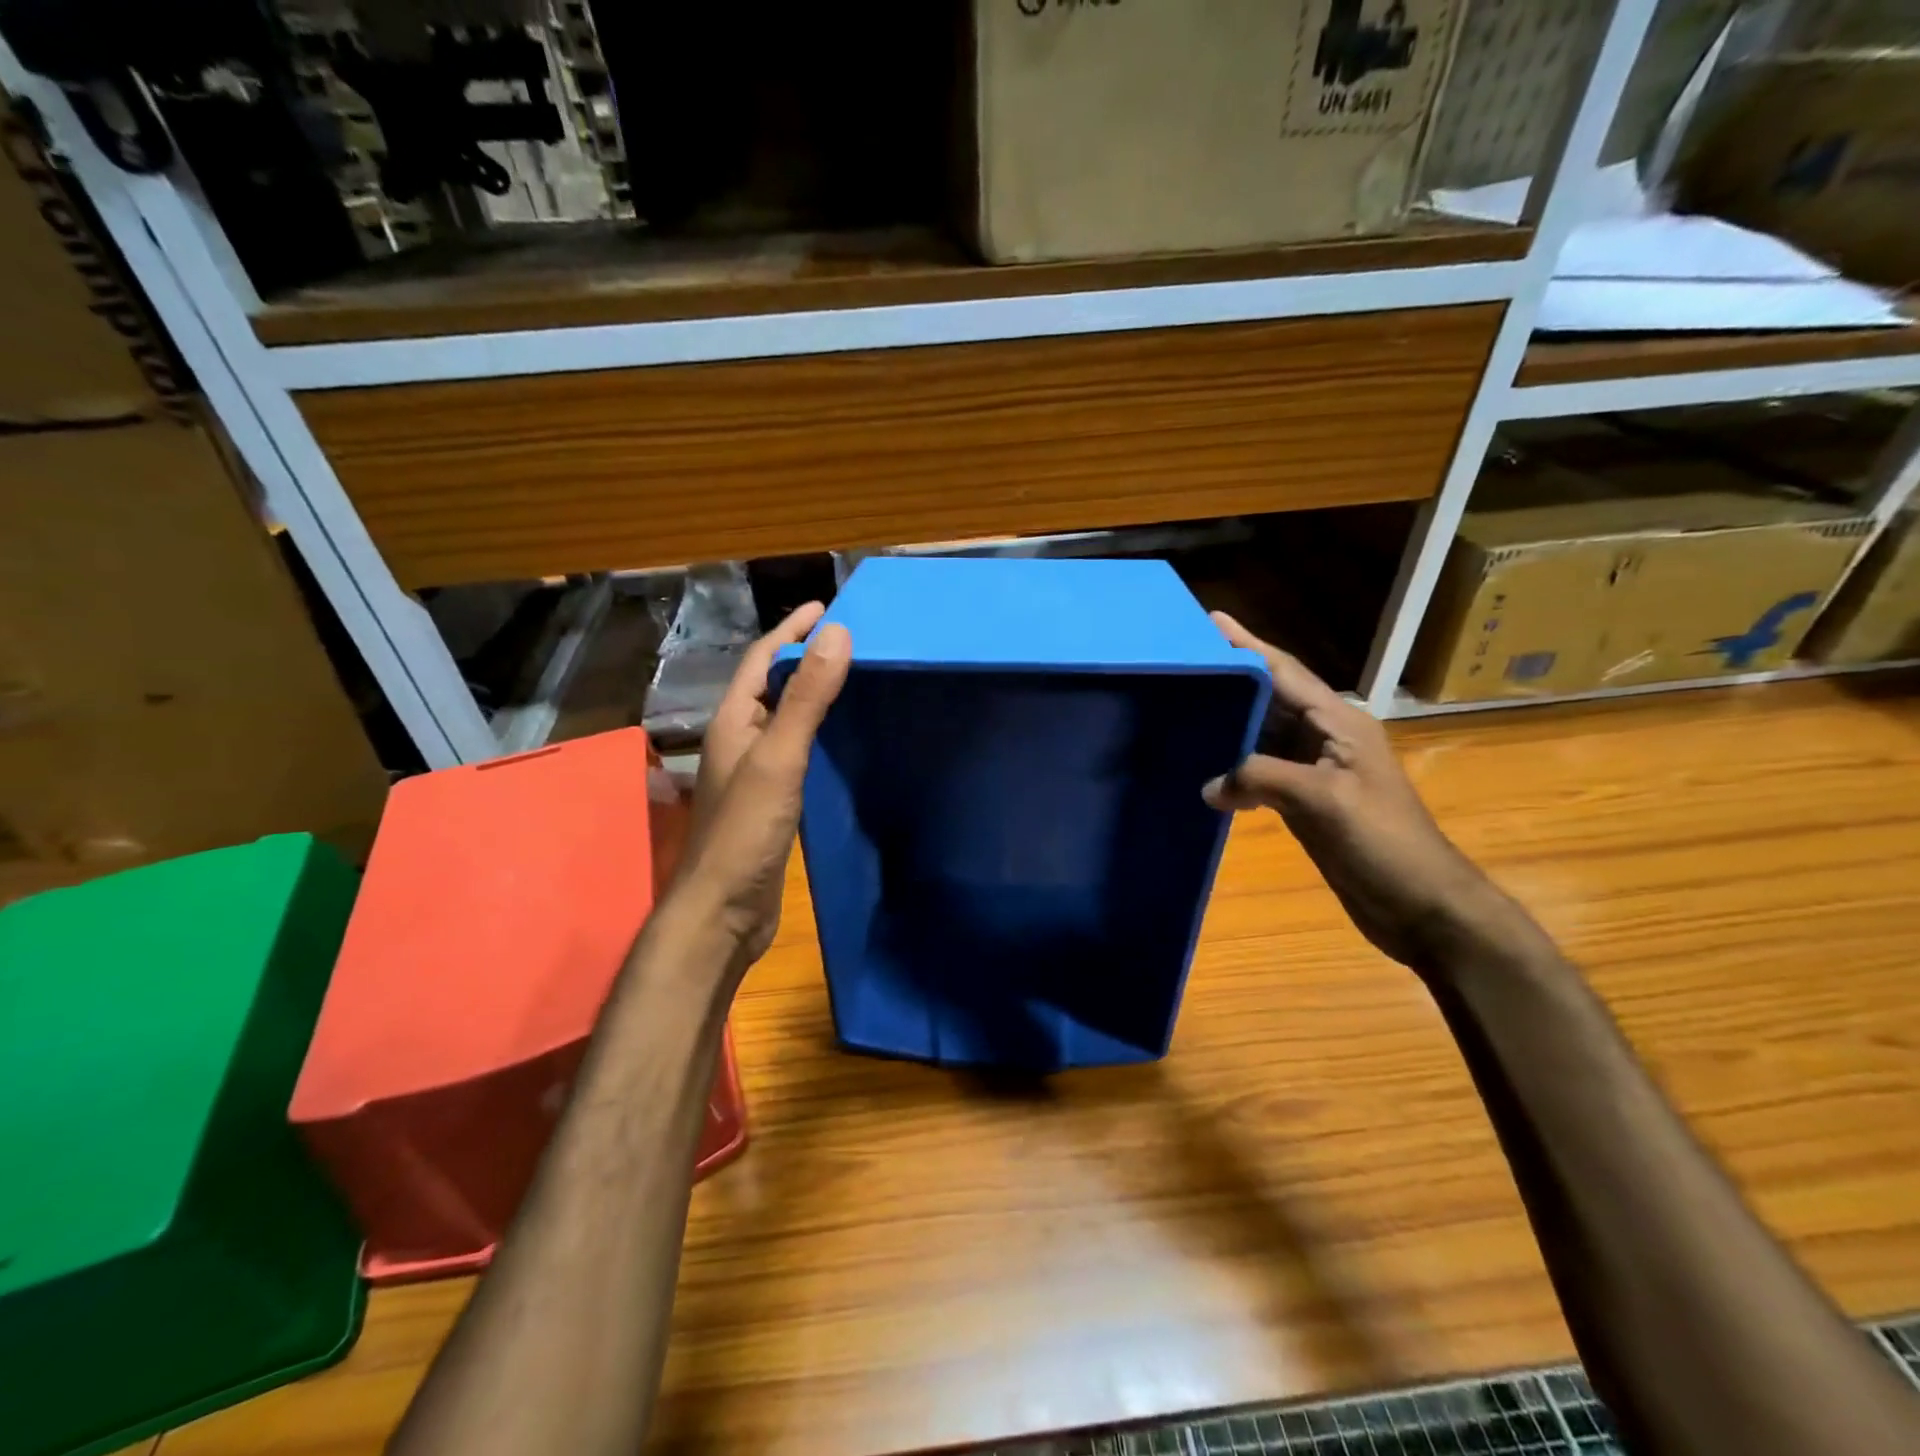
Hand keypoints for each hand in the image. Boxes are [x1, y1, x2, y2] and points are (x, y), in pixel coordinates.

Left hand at [673, 603, 850, 970]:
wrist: (723, 909)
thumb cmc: (746, 829)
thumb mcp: (780, 757)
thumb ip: (807, 698)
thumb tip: (837, 632)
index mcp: (733, 721)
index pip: (762, 660)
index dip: (792, 630)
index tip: (827, 607)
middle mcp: (738, 740)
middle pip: (771, 685)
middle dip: (803, 656)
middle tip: (847, 639)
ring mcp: (753, 773)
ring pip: (783, 719)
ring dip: (810, 694)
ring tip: (850, 679)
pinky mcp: (770, 801)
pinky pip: (795, 751)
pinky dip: (817, 733)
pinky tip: (842, 740)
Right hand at [1202, 613, 1498, 973]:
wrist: (1421, 905)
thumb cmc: (1383, 843)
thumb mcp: (1323, 801)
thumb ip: (1261, 779)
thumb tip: (1209, 785)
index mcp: (1339, 724)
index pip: (1284, 673)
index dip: (1247, 646)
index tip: (1210, 620)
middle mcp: (1325, 738)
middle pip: (1270, 698)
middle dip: (1230, 679)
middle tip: (1183, 663)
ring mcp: (1315, 770)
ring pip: (1263, 735)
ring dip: (1228, 723)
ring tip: (1183, 708)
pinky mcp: (1306, 800)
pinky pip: (1261, 770)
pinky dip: (1234, 766)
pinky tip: (1205, 768)